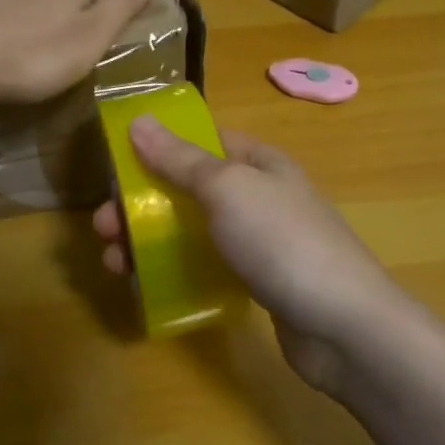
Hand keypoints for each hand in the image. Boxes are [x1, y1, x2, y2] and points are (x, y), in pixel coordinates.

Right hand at [92, 117, 402, 393]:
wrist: (343, 325)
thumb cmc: (282, 242)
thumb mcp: (227, 188)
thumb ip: (180, 158)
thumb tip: (139, 119)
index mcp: (258, 162)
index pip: (202, 140)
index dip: (158, 147)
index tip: (117, 165)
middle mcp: (259, 195)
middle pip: (189, 189)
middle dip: (142, 203)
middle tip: (102, 226)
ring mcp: (260, 242)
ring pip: (193, 230)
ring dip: (149, 241)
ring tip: (114, 263)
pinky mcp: (258, 282)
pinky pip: (207, 266)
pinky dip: (175, 270)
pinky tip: (147, 286)